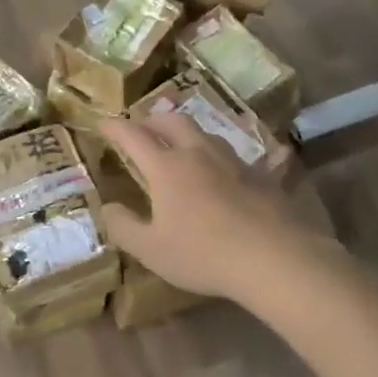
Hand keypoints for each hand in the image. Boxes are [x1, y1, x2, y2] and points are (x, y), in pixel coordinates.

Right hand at [97, 116, 340, 303]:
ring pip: (204, 132)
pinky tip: (221, 172)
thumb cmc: (203, 254)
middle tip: (143, 128)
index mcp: (167, 168)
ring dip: (186, 132)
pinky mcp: (259, 174)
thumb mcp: (152, 250)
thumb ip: (124, 227)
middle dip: (152, 120)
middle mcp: (198, 153)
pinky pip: (231, 155)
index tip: (103, 123)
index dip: (115, 127)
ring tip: (180, 144)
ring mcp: (232, 161)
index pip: (134, 136)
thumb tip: (108, 208)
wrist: (274, 256)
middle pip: (172, 121)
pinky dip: (216, 155)